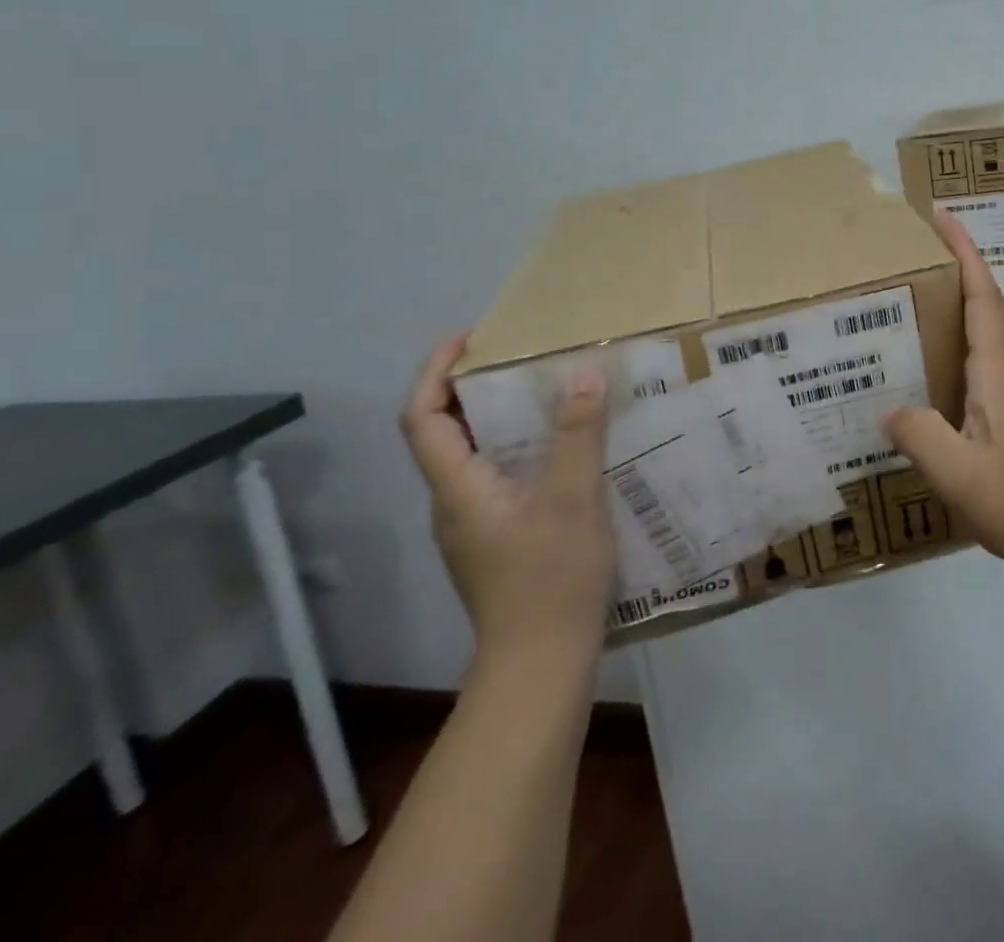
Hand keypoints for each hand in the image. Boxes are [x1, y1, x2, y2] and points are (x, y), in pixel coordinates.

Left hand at [399, 336, 616, 668]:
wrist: (541, 665)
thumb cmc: (551, 578)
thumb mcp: (574, 497)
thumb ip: (577, 433)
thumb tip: (581, 373)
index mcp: (458, 488)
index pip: (421, 417)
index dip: (435, 372)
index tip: (469, 338)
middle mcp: (453, 503)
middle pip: (442, 433)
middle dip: (470, 388)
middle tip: (518, 357)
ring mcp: (472, 527)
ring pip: (470, 457)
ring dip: (495, 418)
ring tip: (544, 393)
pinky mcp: (494, 542)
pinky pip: (494, 478)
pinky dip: (515, 448)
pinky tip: (560, 450)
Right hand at [886, 211, 1003, 569]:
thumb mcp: (959, 472)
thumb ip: (919, 434)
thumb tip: (889, 408)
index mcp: (997, 367)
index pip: (981, 294)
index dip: (964, 251)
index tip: (941, 215)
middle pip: (979, 304)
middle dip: (949, 271)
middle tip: (902, 259)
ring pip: (976, 335)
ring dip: (947, 311)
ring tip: (900, 308)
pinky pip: (973, 364)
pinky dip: (947, 350)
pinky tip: (918, 373)